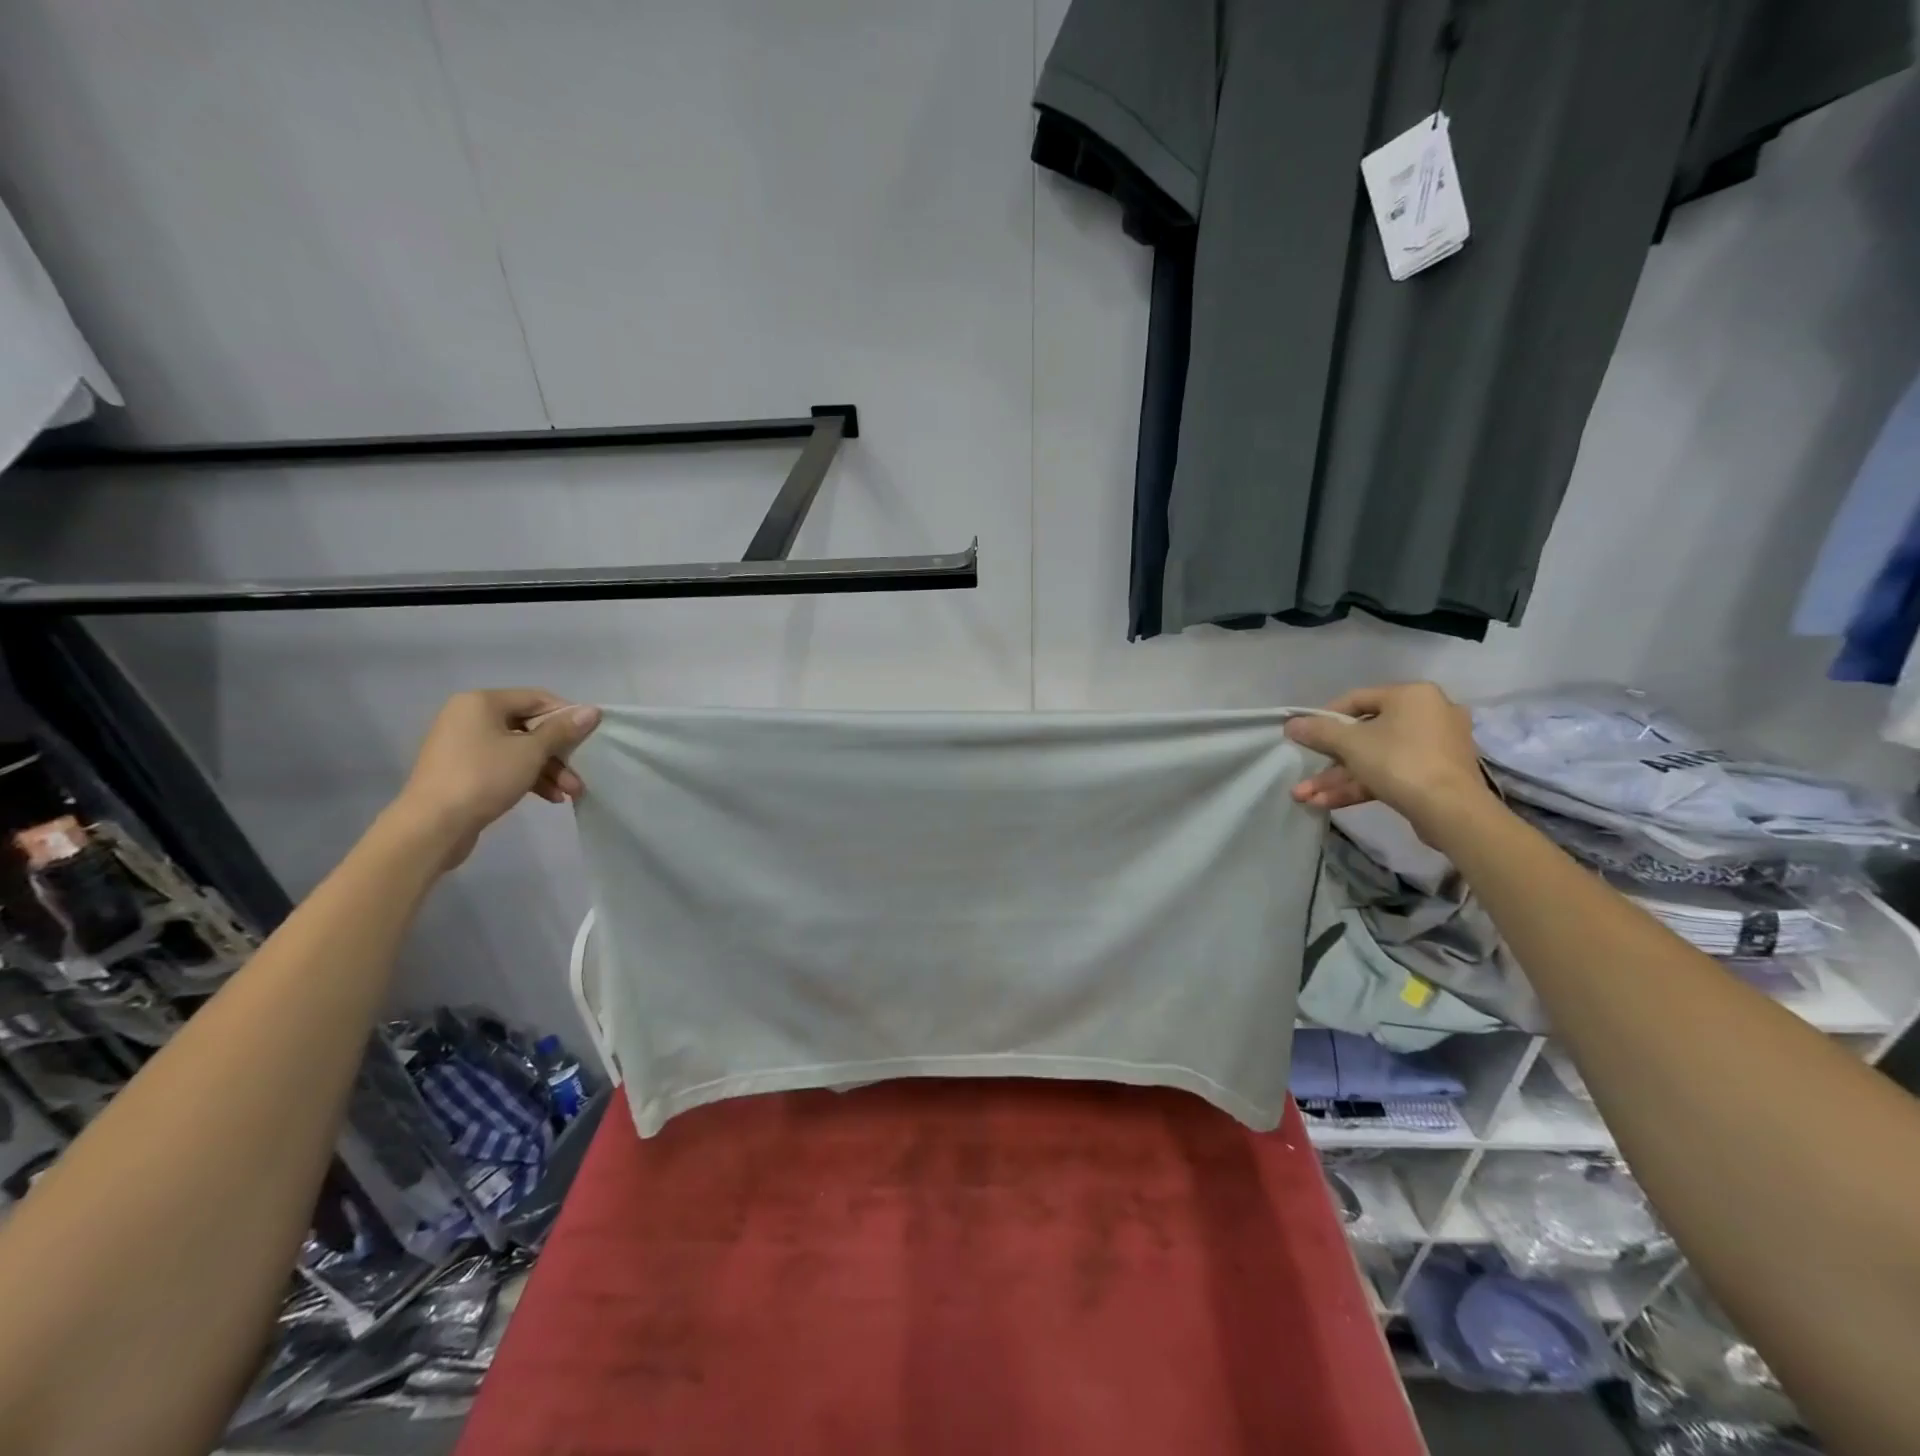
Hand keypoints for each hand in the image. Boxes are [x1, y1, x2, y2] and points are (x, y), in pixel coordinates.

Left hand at [390, 689, 601, 868]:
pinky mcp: (463, 770)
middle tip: (582, 772)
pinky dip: (528, 777)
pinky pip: (504, 765)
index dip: (568, 715)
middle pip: (530, 726)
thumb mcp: (531, 752)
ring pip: (519, 749)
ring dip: (549, 770)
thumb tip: (592, 710)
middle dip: (560, 752)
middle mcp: (470, 717)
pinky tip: (550, 798)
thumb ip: (562, 730)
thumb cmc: (484, 777)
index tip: (591, 737)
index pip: (537, 698)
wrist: (432, 826)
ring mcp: (464, 744)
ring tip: (570, 793)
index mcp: (482, 702)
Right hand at [1283, 683, 1492, 842]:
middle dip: (1328, 760)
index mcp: (1412, 696)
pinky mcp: (1435, 775)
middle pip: (1365, 734)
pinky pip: (1391, 773)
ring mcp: (1434, 747)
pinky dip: (1361, 785)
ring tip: (1304, 797)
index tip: (1304, 736)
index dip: (1324, 718)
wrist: (1451, 811)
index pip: (1357, 700)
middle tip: (1303, 773)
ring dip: (1337, 778)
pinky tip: (1326, 803)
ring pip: (1374, 758)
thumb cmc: (1399, 761)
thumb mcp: (1350, 743)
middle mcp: (1428, 714)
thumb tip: (1291, 724)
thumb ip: (1318, 731)